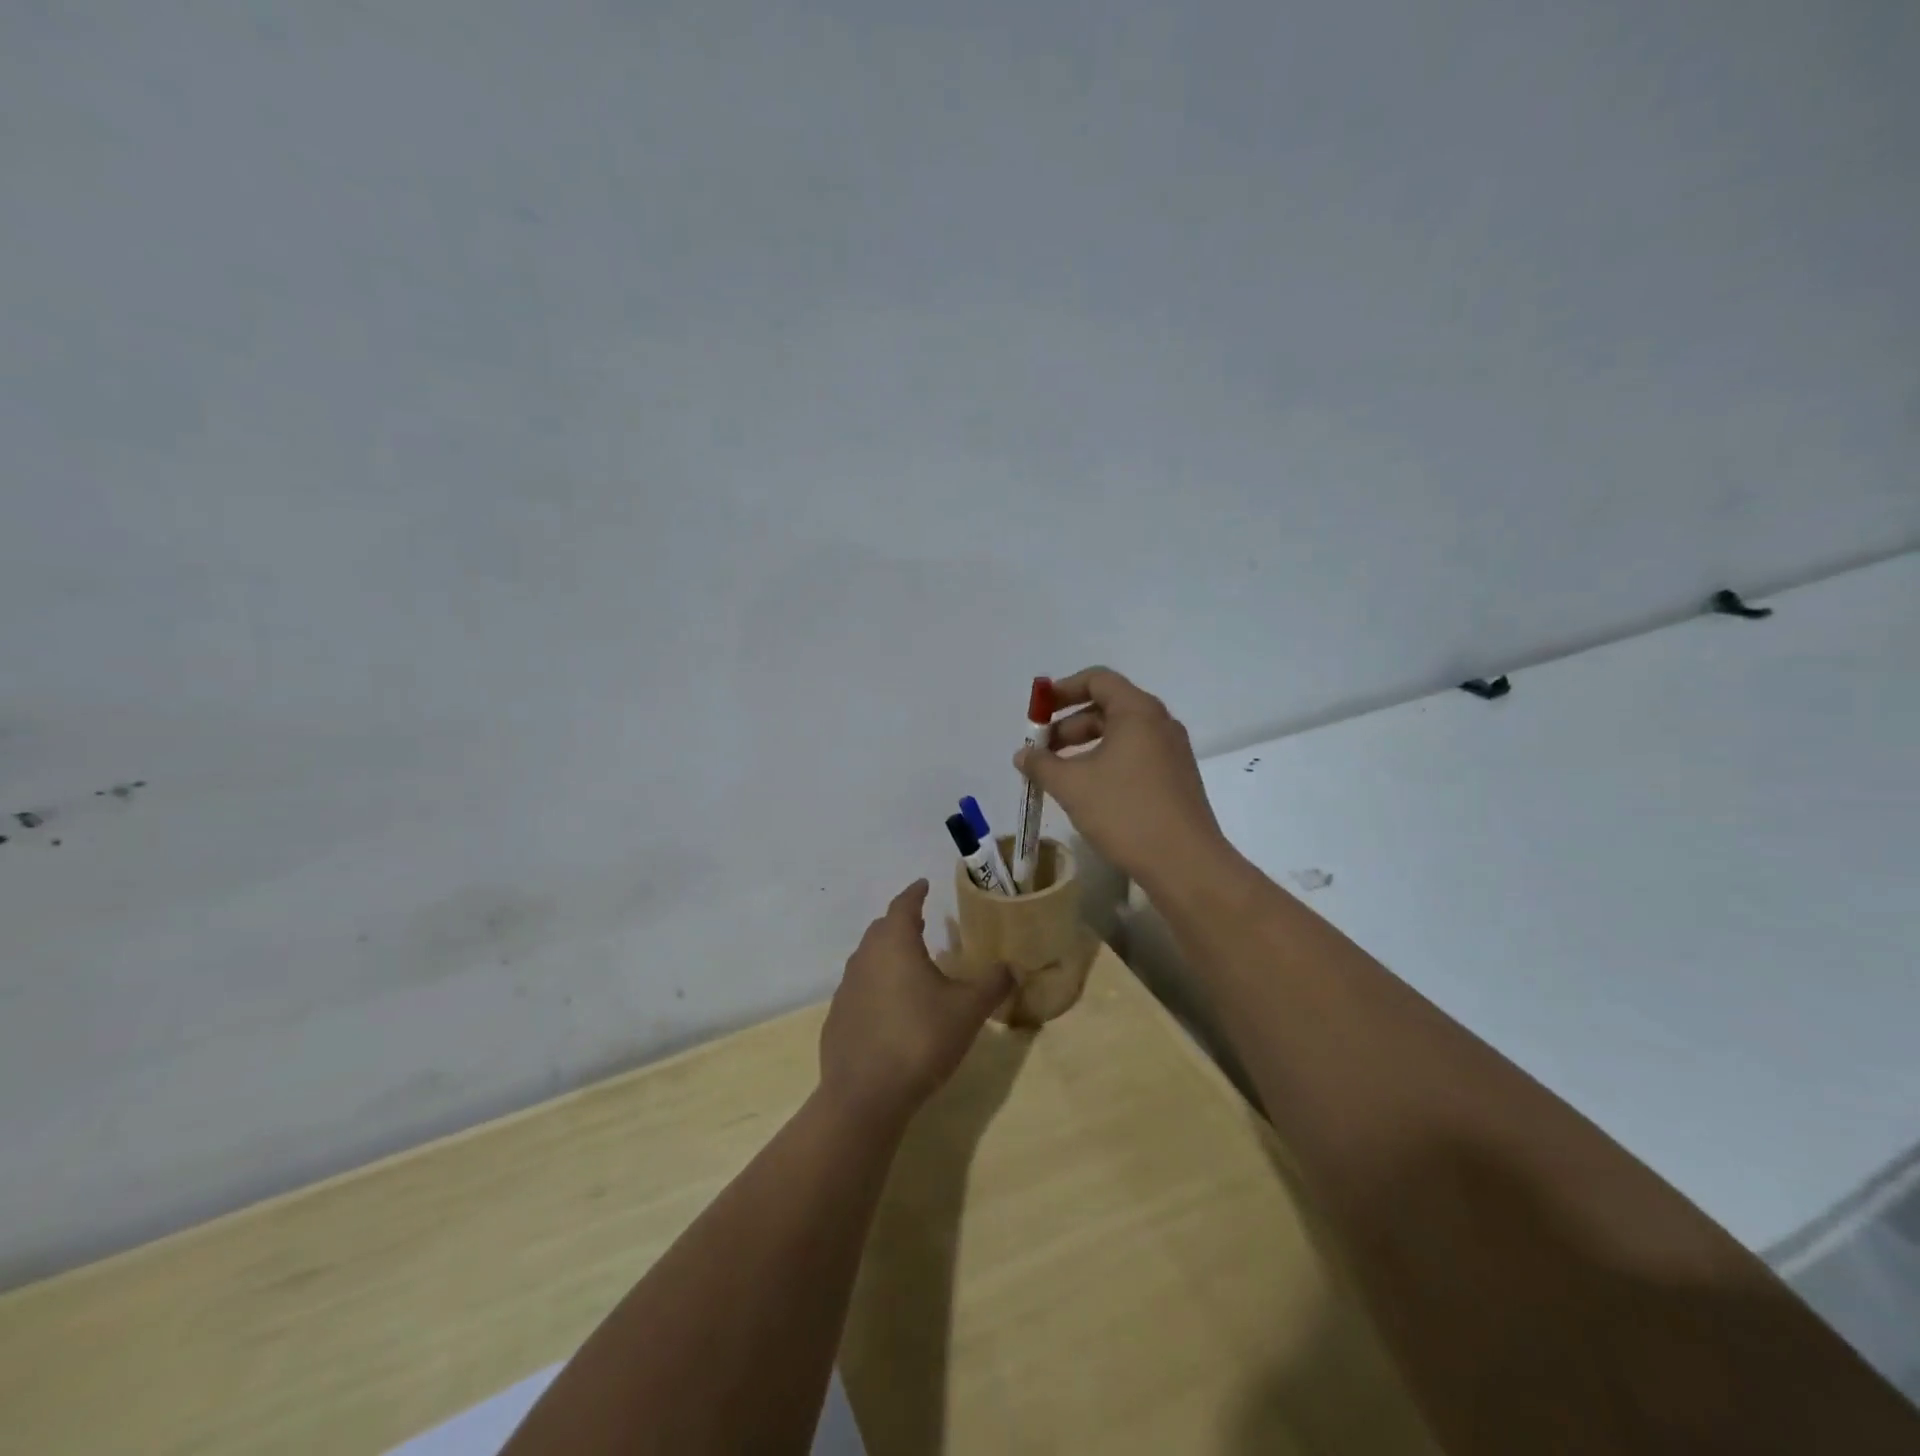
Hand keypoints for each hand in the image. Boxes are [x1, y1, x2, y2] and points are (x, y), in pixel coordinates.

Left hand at [818, 881, 1011, 1127]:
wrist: (865, 1095)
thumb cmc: (920, 1039)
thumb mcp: (968, 1011)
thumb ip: (993, 984)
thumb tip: (1012, 967)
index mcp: (894, 943)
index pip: (903, 905)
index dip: (915, 893)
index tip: (923, 885)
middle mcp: (865, 957)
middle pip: (882, 929)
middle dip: (901, 921)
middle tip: (921, 922)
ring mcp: (846, 989)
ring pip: (868, 959)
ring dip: (887, 954)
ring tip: (909, 964)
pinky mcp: (837, 1018)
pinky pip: (859, 989)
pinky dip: (876, 986)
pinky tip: (890, 1008)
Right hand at [1015, 666, 1230, 889]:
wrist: (1185, 863)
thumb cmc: (1125, 812)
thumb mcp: (1072, 786)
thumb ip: (1041, 764)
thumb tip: (1022, 754)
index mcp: (1138, 712)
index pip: (1098, 680)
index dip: (1063, 690)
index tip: (1038, 712)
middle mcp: (1159, 724)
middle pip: (1108, 707)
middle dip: (1069, 725)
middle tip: (1042, 751)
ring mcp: (1172, 752)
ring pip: (1121, 735)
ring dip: (1086, 747)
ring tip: (1059, 775)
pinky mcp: (1176, 779)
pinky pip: (1135, 756)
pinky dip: (1107, 762)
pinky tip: (1089, 792)